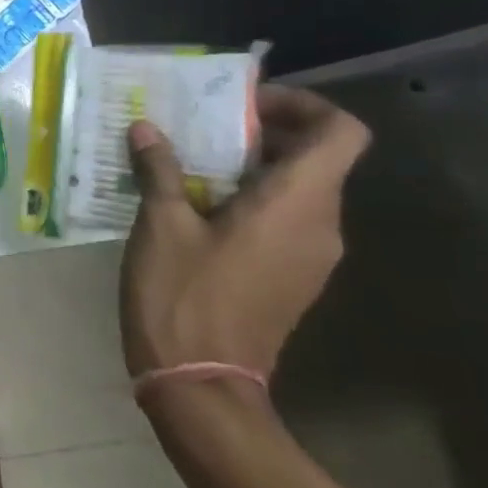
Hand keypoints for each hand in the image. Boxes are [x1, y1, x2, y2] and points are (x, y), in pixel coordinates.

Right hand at [119, 84, 370, 380]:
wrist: (201, 382)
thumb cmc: (183, 295)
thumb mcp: (160, 225)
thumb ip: (159, 170)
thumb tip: (146, 129)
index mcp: (296, 204)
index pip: (340, 132)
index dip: (302, 105)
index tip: (244, 104)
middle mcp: (320, 226)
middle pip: (317, 157)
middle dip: (262, 132)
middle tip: (201, 126)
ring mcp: (310, 257)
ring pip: (299, 189)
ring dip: (252, 166)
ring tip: (189, 162)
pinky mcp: (292, 278)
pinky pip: (285, 220)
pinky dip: (251, 198)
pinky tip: (195, 205)